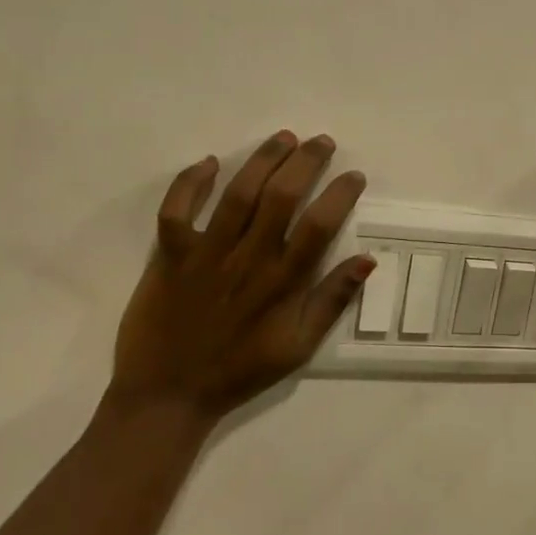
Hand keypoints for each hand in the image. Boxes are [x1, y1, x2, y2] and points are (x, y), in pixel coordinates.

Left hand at [110, 132, 372, 421]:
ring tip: (284, 138)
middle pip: (281, 197)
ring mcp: (206, 254)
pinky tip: (210, 162)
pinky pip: (176, 210)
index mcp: (282, 283)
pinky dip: (190, 182)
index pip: (319, 226)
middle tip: (322, 141)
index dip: (340, 195)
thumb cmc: (240, 371)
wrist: (167, 396)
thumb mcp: (298, 347)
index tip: (354, 175)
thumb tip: (367, 260)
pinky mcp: (170, 256)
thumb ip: (332, 301)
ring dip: (263, 160)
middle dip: (305, 162)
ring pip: (237, 194)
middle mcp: (247, 259)